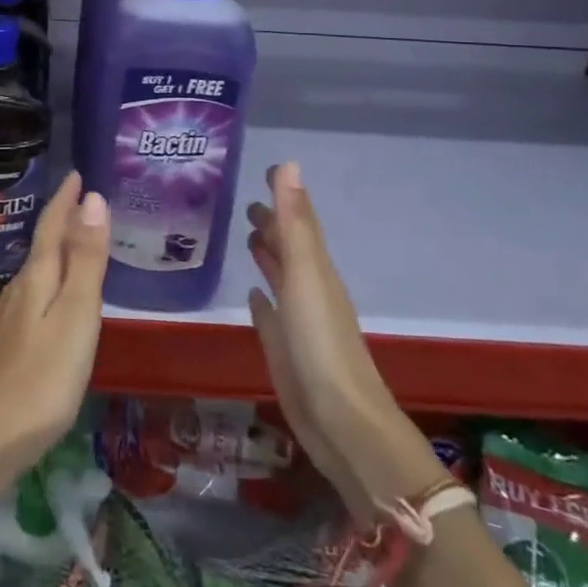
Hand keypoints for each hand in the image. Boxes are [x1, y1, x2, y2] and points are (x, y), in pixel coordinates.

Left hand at [0, 171, 108, 478]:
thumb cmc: (44, 375)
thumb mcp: (76, 313)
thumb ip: (86, 258)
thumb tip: (92, 198)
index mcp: (37, 277)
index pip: (52, 226)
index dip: (65, 199)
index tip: (76, 173)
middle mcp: (20, 290)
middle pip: (42, 244)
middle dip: (60, 218)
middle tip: (81, 198)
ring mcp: (12, 318)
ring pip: (37, 269)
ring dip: (55, 248)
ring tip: (74, 238)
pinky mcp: (11, 344)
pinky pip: (35, 294)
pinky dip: (51, 279)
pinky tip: (55, 295)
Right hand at [246, 162, 440, 517]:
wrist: (341, 422)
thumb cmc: (321, 342)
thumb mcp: (306, 274)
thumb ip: (294, 222)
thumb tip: (288, 164)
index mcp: (316, 270)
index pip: (299, 221)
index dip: (284, 195)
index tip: (267, 170)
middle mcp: (309, 291)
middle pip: (290, 249)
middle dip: (272, 225)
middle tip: (246, 203)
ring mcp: (299, 324)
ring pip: (281, 280)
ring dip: (268, 257)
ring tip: (248, 237)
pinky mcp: (285, 352)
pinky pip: (271, 318)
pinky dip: (263, 302)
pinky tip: (253, 296)